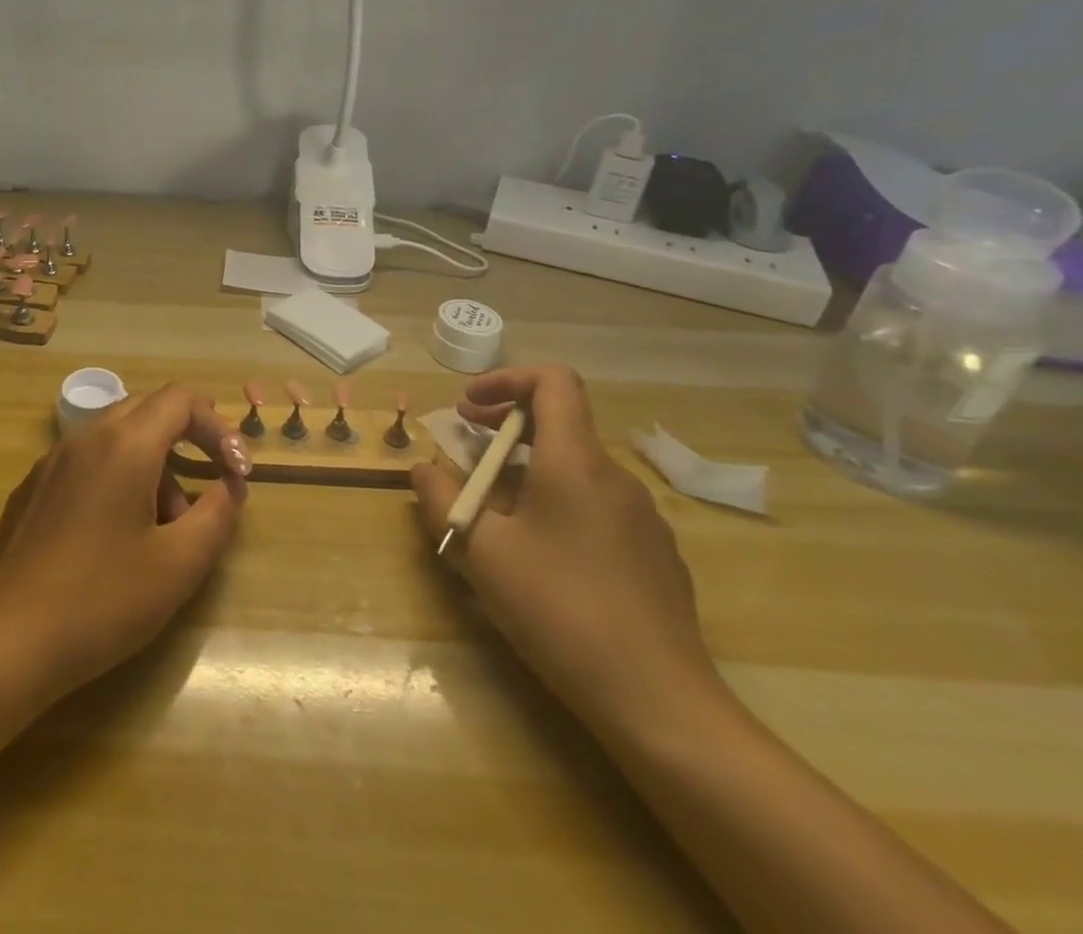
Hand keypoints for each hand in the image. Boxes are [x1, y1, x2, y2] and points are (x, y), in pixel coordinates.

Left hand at [0, 384, 250, 694]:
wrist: (9, 640)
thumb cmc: (104, 599)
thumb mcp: (179, 563)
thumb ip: (217, 513)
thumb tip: (231, 484)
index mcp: (125, 444)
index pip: (180, 399)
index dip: (218, 427)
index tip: (236, 472)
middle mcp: (86, 437)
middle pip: (147, 409)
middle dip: (186, 438)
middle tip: (208, 482)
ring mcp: (52, 461)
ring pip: (115, 436)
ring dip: (152, 463)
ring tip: (165, 525)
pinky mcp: (32, 488)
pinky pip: (86, 461)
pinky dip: (117, 476)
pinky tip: (116, 534)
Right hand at [409, 364, 728, 742]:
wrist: (660, 702)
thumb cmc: (559, 610)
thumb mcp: (482, 553)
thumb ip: (443, 500)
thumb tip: (423, 470)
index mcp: (575, 462)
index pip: (553, 381)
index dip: (507, 379)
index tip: (470, 407)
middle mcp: (615, 477)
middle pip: (562, 422)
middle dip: (507, 424)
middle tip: (467, 445)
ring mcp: (643, 517)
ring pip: (578, 468)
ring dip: (530, 467)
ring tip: (496, 508)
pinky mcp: (656, 555)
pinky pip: (599, 506)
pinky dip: (561, 502)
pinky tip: (544, 556)